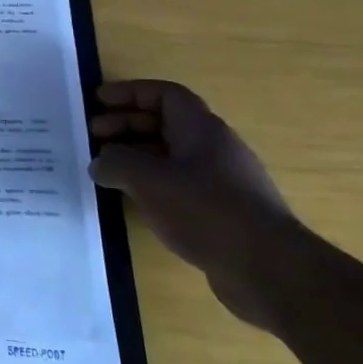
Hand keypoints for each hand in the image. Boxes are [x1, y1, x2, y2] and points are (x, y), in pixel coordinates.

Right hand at [90, 80, 307, 328]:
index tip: (98, 101)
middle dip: (125, 125)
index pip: (165, 95)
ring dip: (135, 156)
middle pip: (164, 124)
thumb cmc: (208, 211)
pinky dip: (150, 184)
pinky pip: (177, 185)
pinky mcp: (221, 213)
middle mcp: (213, 149)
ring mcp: (220, 182)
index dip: (130, 92)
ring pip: (169, 156)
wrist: (270, 271)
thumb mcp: (149, 180)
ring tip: (104, 170)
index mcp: (202, 130)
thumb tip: (99, 163)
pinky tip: (132, 200)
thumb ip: (116, 163)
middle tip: (92, 137)